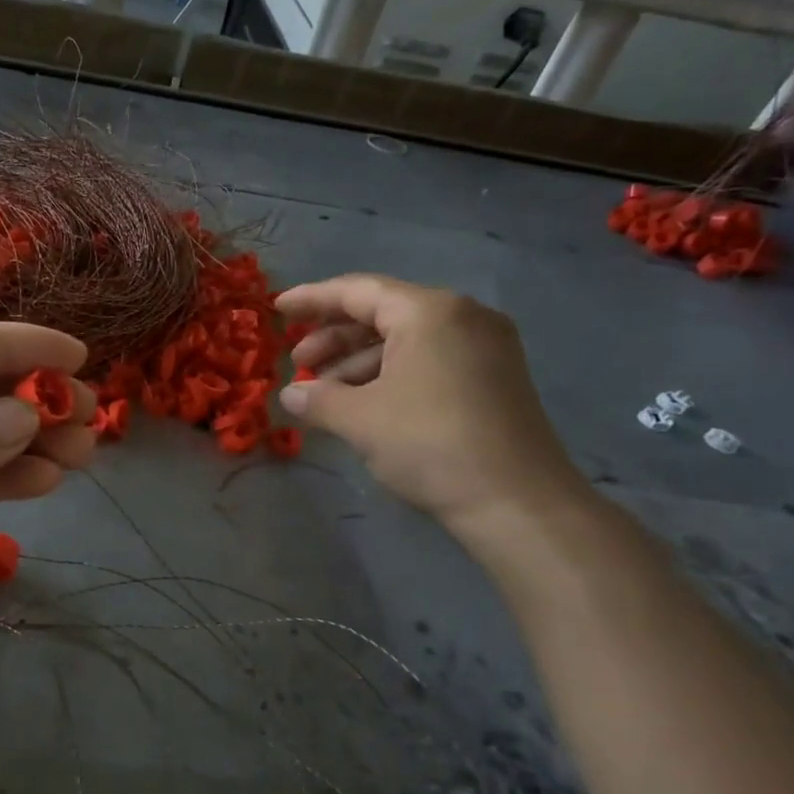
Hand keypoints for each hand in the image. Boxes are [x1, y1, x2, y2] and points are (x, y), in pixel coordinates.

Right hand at [277, 274, 585, 532]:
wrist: (516, 501)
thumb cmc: (430, 444)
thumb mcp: (360, 420)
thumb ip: (317, 399)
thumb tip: (291, 395)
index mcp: (430, 312)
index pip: (358, 291)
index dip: (312, 299)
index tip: (277, 309)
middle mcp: (462, 317)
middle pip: (382, 313)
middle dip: (333, 338)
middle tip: (298, 365)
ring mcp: (483, 348)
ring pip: (405, 341)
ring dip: (357, 363)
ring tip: (323, 394)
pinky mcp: (492, 378)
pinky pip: (427, 361)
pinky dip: (388, 376)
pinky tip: (362, 405)